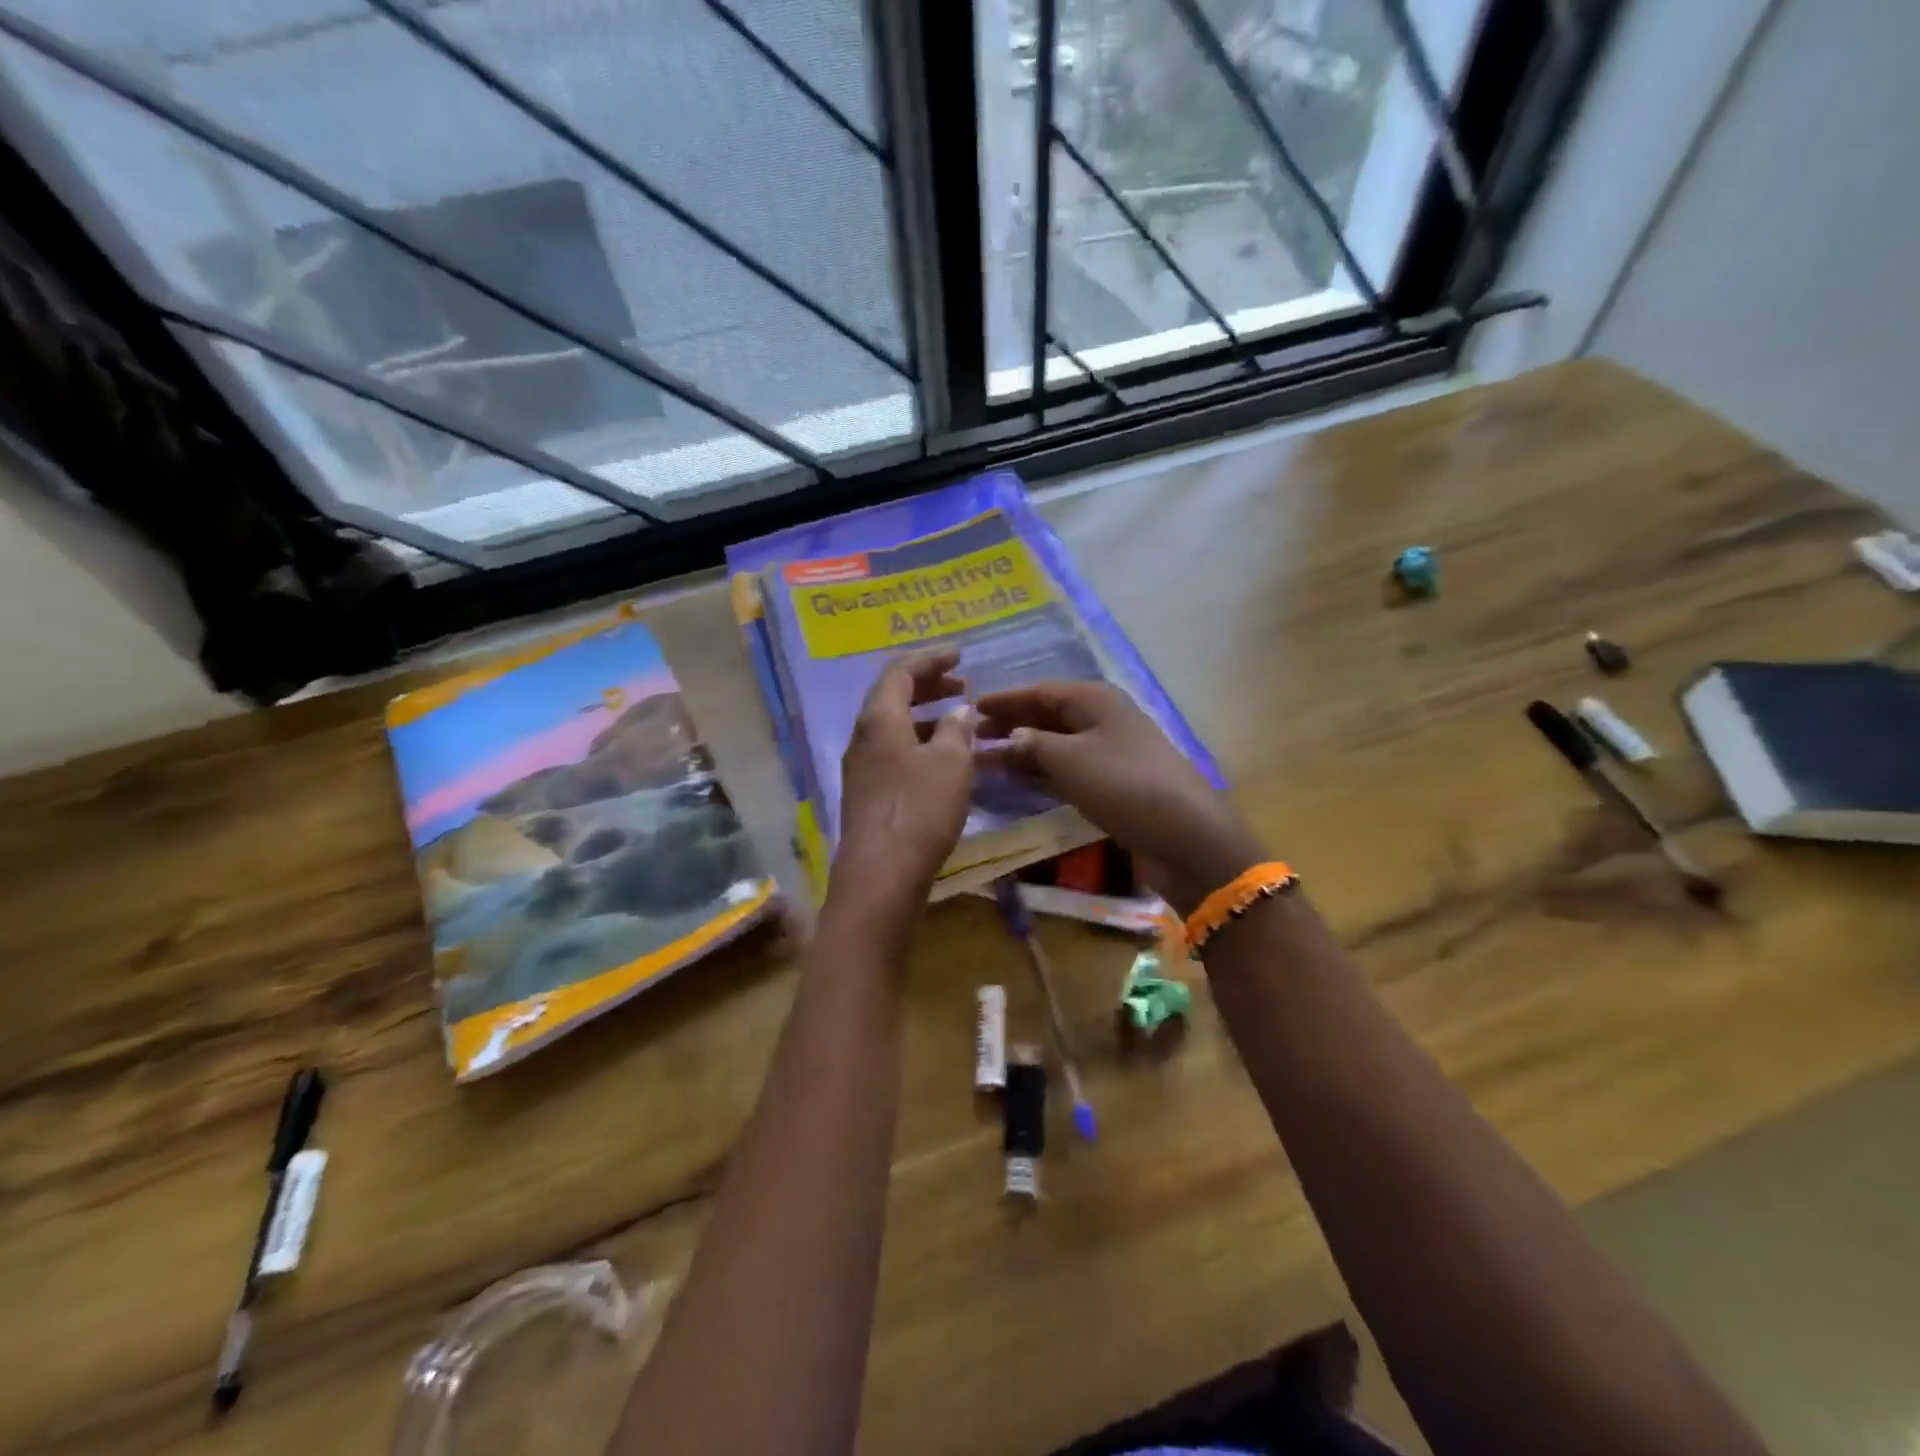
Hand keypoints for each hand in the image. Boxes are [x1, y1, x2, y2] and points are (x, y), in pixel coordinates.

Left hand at [837, 648, 975, 896]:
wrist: (881, 875)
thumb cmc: (919, 809)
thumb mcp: (951, 763)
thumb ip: (957, 729)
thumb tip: (959, 711)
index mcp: (879, 718)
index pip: (900, 671)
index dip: (930, 659)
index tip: (960, 655)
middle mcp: (863, 737)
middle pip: (893, 697)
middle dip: (929, 686)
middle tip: (962, 685)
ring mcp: (862, 767)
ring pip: (895, 727)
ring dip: (927, 717)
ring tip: (960, 721)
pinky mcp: (868, 794)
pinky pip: (895, 753)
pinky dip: (921, 744)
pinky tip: (946, 761)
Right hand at [974, 681, 1262, 914]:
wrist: (1184, 835)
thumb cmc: (1123, 784)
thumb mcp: (1070, 760)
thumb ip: (1032, 745)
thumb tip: (1007, 738)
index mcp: (1096, 700)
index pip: (1040, 692)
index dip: (1005, 699)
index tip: (970, 707)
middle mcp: (1104, 720)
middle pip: (1048, 716)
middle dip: (1012, 724)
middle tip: (973, 736)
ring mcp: (1111, 753)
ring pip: (1057, 745)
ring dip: (1024, 751)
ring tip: (987, 759)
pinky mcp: (1114, 785)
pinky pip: (1069, 770)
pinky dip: (1042, 774)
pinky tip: (1019, 781)